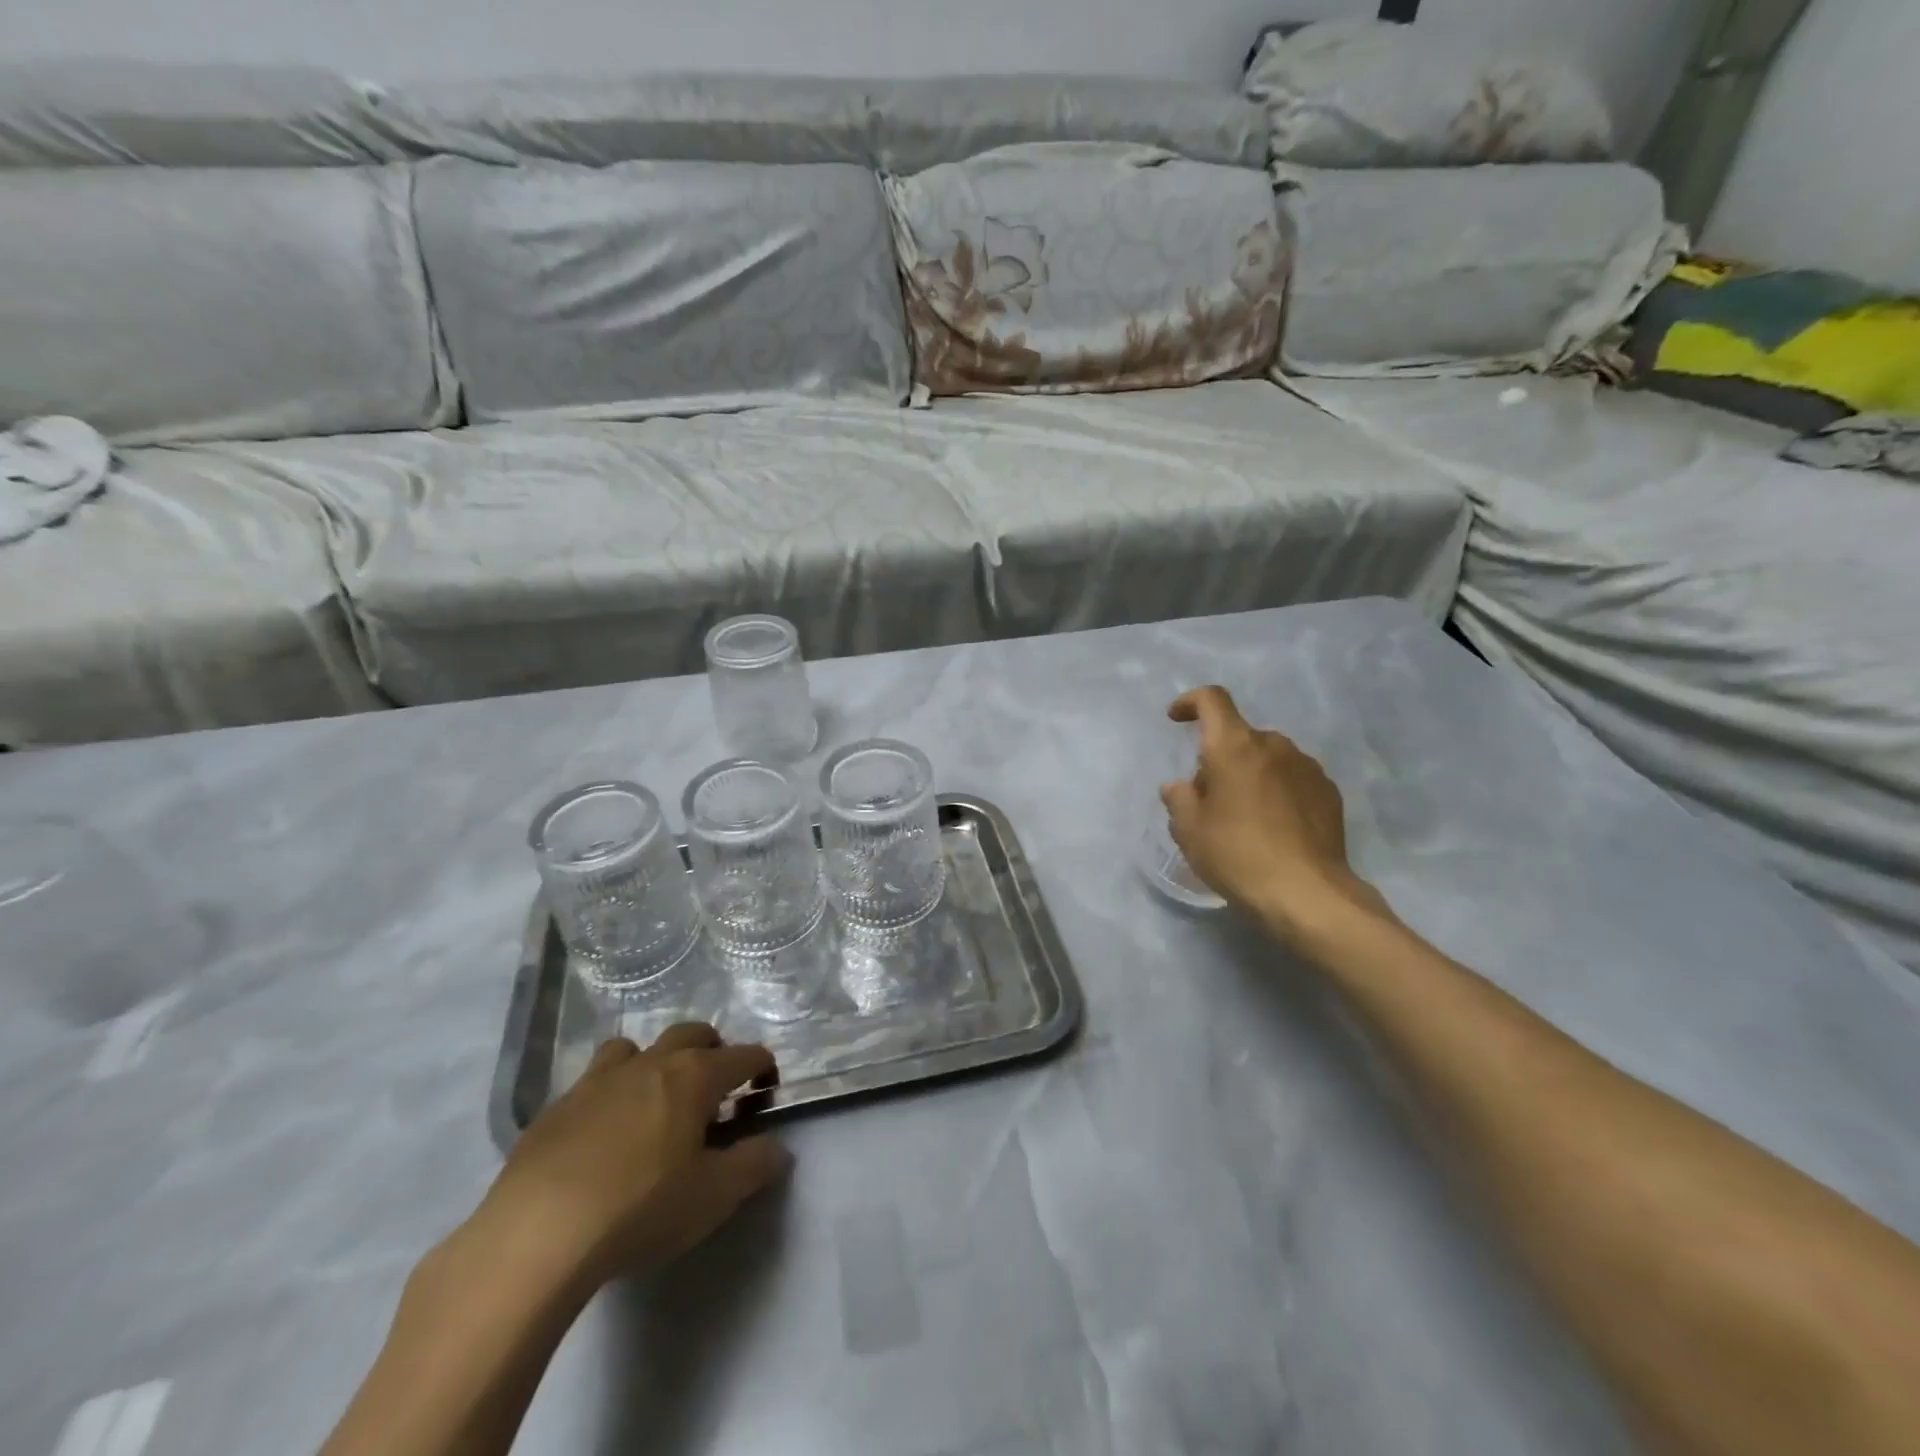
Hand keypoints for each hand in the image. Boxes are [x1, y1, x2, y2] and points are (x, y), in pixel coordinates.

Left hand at [481, 1024, 788, 1286]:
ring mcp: (599, 1079)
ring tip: (654, 1100)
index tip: (766, 1091)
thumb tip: (777, 1148)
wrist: (537, 1234)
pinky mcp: (556, 1107)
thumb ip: (754, 1166)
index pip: (744, 1055)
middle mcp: (651, 1062)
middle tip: (715, 1089)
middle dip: (712, 1050)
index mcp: (694, 1075)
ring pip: (635, 1047)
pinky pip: (592, 1081)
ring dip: (654, 1062)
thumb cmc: (641, 1208)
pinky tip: (602, 1135)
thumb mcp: (714, 1196)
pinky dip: (609, 1093)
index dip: (762, 1068)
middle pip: (691, 1033)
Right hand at [1160, 686, 1387, 944]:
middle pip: (1239, 737)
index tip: (1176, 718)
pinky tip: (1274, 827)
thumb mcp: (1190, 831)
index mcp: (1234, 747)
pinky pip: (1292, 779)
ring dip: (1251, 774)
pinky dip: (1277, 791)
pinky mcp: (1329, 792)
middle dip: (1220, 757)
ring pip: (1268, 758)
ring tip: (1244, 816)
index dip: (1190, 702)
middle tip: (1209, 798)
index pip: (1212, 701)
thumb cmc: (1237, 855)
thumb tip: (1179, 787)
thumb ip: (1179, 799)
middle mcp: (1274, 746)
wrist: (1307, 893)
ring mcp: (1307, 767)